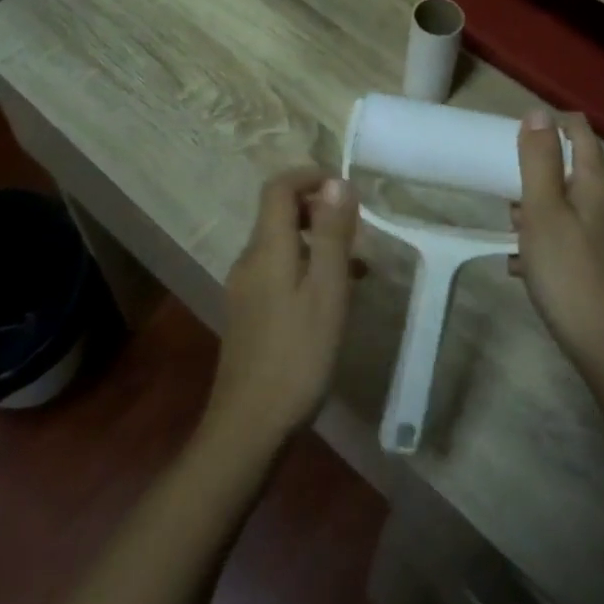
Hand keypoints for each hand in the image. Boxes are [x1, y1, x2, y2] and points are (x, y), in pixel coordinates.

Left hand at [204, 168, 358, 456]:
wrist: (250, 427)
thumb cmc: (297, 355)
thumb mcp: (327, 291)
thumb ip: (332, 234)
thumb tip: (337, 182)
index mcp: (267, 248)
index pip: (278, 188)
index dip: (309, 176)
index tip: (345, 188)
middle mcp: (250, 260)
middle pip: (279, 213)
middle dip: (318, 209)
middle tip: (357, 229)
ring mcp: (246, 288)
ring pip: (283, 244)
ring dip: (318, 241)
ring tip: (357, 266)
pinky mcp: (250, 313)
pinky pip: (280, 271)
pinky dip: (308, 268)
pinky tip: (334, 297)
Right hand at [512, 111, 603, 371]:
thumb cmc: (569, 271)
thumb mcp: (543, 210)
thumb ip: (539, 160)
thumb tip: (538, 113)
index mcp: (598, 183)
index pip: (579, 131)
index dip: (549, 125)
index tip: (514, 139)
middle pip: (570, 168)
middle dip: (535, 175)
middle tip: (507, 195)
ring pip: (565, 204)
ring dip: (535, 210)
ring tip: (511, 232)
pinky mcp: (600, 262)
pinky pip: (566, 235)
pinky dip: (543, 240)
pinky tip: (520, 265)